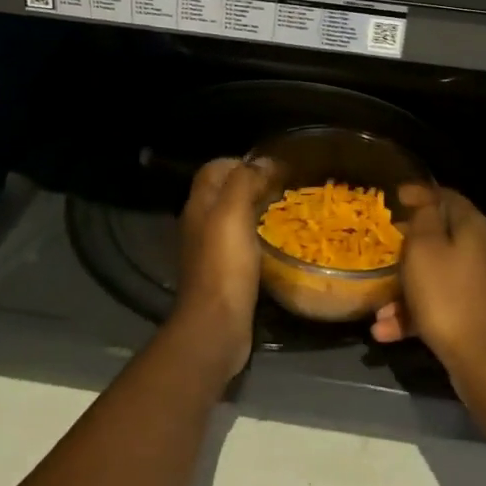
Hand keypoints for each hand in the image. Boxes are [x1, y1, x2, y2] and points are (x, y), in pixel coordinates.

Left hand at [170, 157, 269, 379]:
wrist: (216, 325)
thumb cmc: (224, 264)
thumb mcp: (233, 213)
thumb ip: (244, 181)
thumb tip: (263, 161)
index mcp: (199, 204)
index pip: (214, 169)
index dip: (239, 161)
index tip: (271, 165)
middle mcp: (201, 223)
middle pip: (224, 191)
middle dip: (251, 183)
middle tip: (284, 185)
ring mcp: (210, 249)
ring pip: (233, 216)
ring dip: (256, 208)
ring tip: (285, 208)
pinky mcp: (224, 272)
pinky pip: (241, 242)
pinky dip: (257, 234)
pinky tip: (276, 240)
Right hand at [371, 185, 485, 381]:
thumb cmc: (447, 297)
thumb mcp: (424, 250)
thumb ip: (423, 218)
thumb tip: (425, 199)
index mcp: (476, 227)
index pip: (447, 197)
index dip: (419, 194)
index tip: (394, 198)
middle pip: (444, 238)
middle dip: (409, 248)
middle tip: (384, 252)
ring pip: (441, 275)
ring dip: (408, 290)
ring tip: (379, 311)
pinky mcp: (485, 314)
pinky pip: (447, 303)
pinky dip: (420, 313)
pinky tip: (389, 332)